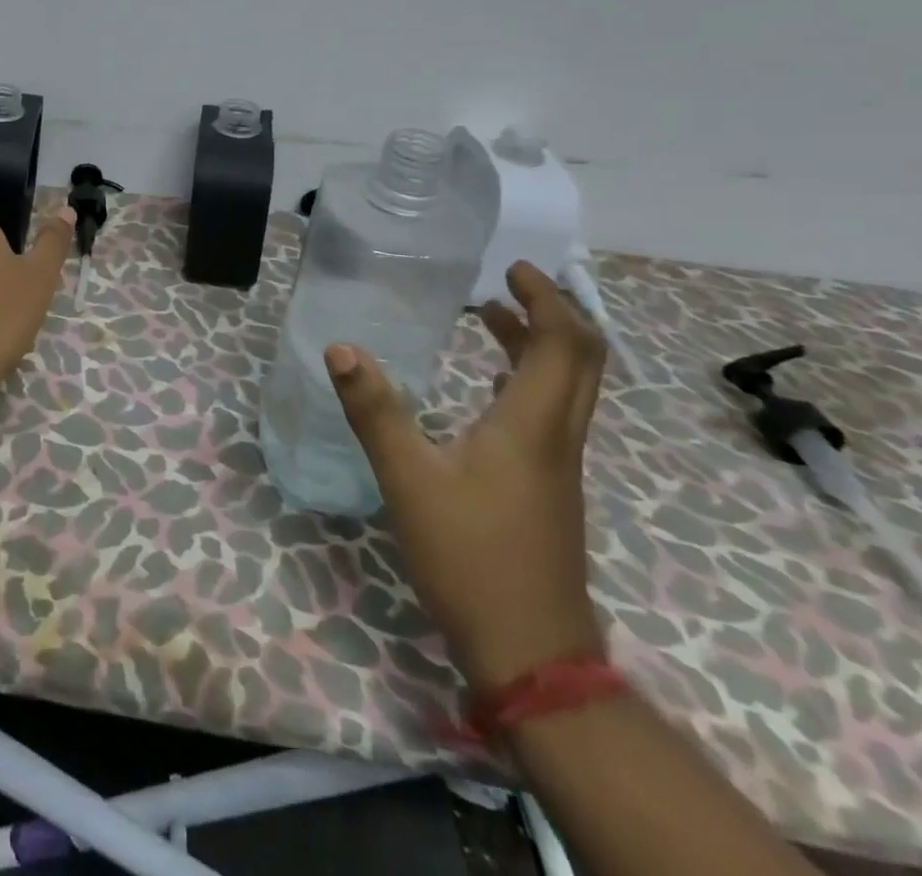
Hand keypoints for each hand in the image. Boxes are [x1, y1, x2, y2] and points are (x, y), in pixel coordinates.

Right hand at [326, 261, 607, 691]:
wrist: (531, 652)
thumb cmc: (469, 557)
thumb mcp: (408, 478)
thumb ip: (375, 410)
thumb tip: (341, 348)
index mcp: (532, 425)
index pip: (563, 344)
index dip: (545, 299)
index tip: (512, 269)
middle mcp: (558, 437)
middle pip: (581, 360)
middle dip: (551, 313)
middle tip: (506, 284)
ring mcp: (558, 466)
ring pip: (567, 387)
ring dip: (538, 344)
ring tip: (489, 319)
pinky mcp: (549, 488)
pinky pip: (551, 413)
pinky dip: (527, 379)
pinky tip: (486, 386)